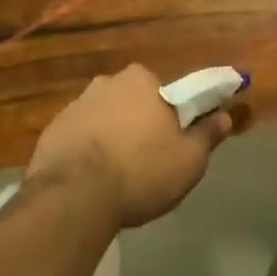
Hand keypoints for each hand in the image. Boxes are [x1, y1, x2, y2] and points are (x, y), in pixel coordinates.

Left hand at [26, 64, 233, 228]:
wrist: (74, 196)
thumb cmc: (141, 171)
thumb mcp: (189, 160)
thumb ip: (207, 135)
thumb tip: (224, 116)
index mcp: (142, 80)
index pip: (164, 93)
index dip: (171, 118)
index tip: (173, 144)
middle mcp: (107, 82)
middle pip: (132, 103)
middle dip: (139, 125)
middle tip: (147, 162)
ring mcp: (75, 105)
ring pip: (104, 119)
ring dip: (111, 138)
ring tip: (117, 178)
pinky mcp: (52, 130)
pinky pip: (79, 138)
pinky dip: (86, 153)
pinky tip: (91, 182)